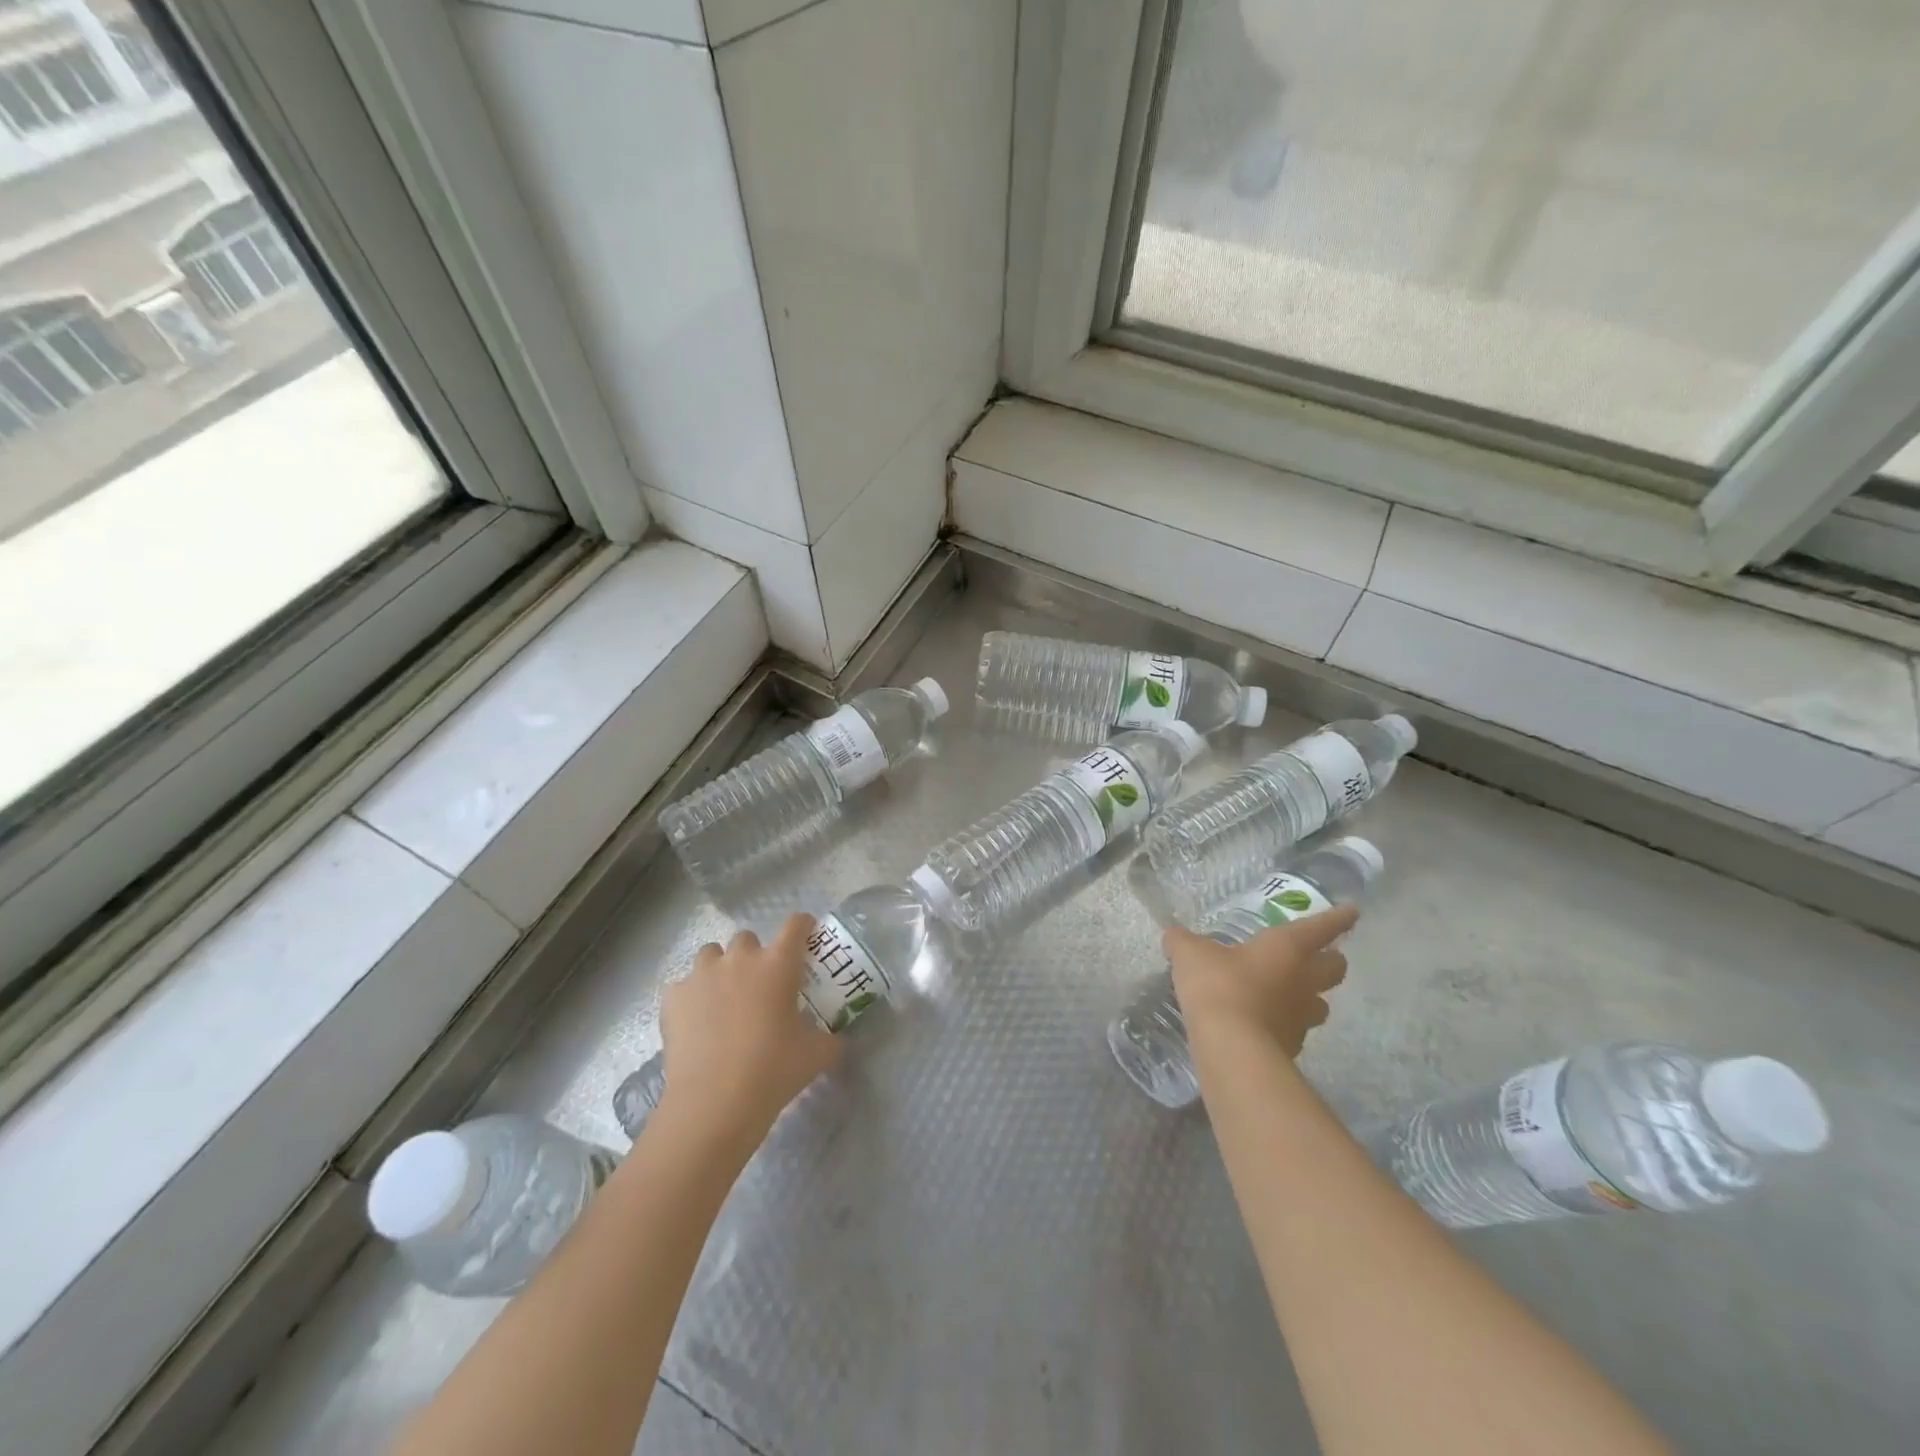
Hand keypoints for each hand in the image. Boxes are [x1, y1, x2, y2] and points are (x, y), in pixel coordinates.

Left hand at [657, 914, 841, 1147]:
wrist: (713, 1102)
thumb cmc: (773, 1070)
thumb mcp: (816, 1055)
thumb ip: (830, 1039)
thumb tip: (836, 1040)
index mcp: (778, 964)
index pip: (796, 924)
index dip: (803, 926)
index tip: (805, 937)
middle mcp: (739, 959)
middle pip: (748, 938)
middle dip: (754, 956)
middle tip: (760, 986)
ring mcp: (701, 975)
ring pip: (711, 954)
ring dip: (720, 969)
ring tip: (723, 999)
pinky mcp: (673, 997)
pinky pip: (684, 986)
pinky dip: (691, 998)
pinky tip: (696, 1024)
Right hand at [1165, 905, 1356, 1058]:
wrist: (1232, 1049)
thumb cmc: (1219, 986)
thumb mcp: (1190, 954)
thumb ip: (1183, 941)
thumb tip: (1174, 936)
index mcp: (1287, 947)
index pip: (1322, 927)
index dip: (1338, 918)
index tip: (1352, 910)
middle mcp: (1303, 980)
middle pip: (1335, 968)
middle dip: (1331, 959)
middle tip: (1316, 956)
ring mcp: (1301, 1016)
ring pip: (1320, 1003)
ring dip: (1310, 996)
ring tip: (1288, 993)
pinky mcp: (1292, 1046)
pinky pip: (1296, 1028)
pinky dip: (1284, 1022)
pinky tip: (1263, 1022)